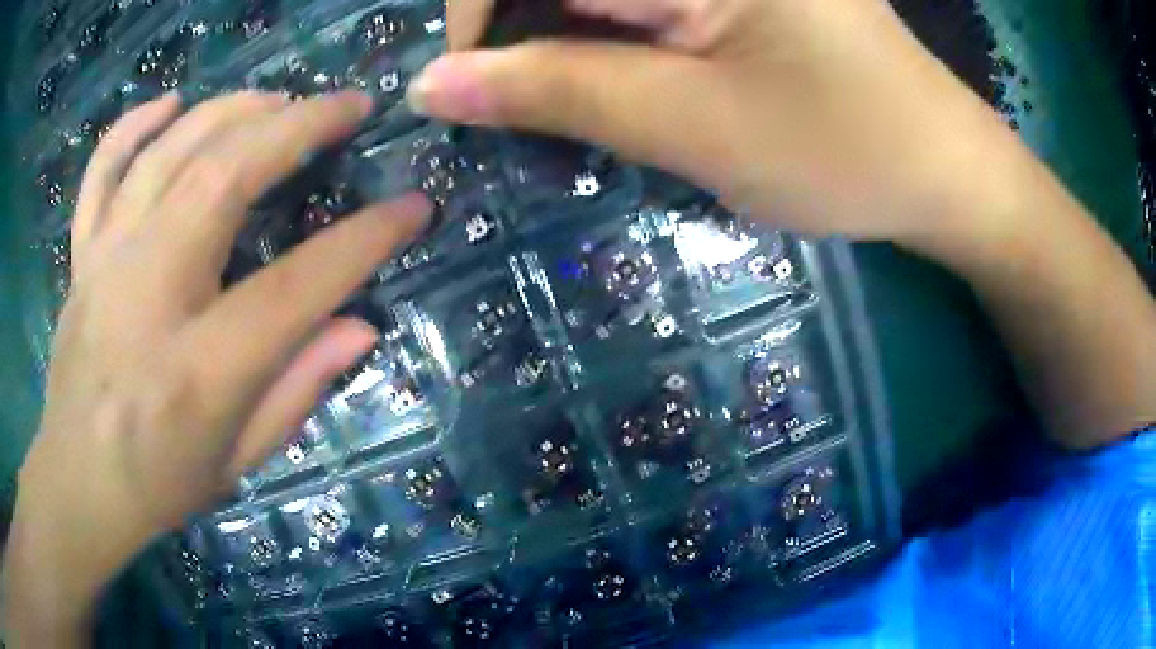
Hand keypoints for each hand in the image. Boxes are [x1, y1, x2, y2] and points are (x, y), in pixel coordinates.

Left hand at [4, 91, 429, 645]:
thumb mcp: (238, 462)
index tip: (412, 206)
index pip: (294, 286)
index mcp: (198, 369)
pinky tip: (171, 104)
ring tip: (278, 101)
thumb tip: (361, 325)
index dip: (363, 240)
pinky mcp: (82, 255)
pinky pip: (103, 168)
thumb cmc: (160, 483)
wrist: (80, 484)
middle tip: (348, 106)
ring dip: (232, 111)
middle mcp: (148, 295)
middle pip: (224, 178)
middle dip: (297, 127)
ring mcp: (106, 263)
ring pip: (169, 152)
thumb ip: (298, 391)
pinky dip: (135, 125)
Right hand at [409, 0, 1027, 250]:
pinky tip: (632, 75)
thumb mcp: (691, 125)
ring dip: (565, 38)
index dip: (476, 12)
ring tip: (596, 96)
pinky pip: (639, 3)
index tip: (468, 84)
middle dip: (523, 31)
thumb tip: (432, 86)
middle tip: (530, 99)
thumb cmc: (843, 151)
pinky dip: (609, 36)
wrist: (940, 170)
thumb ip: (555, 91)